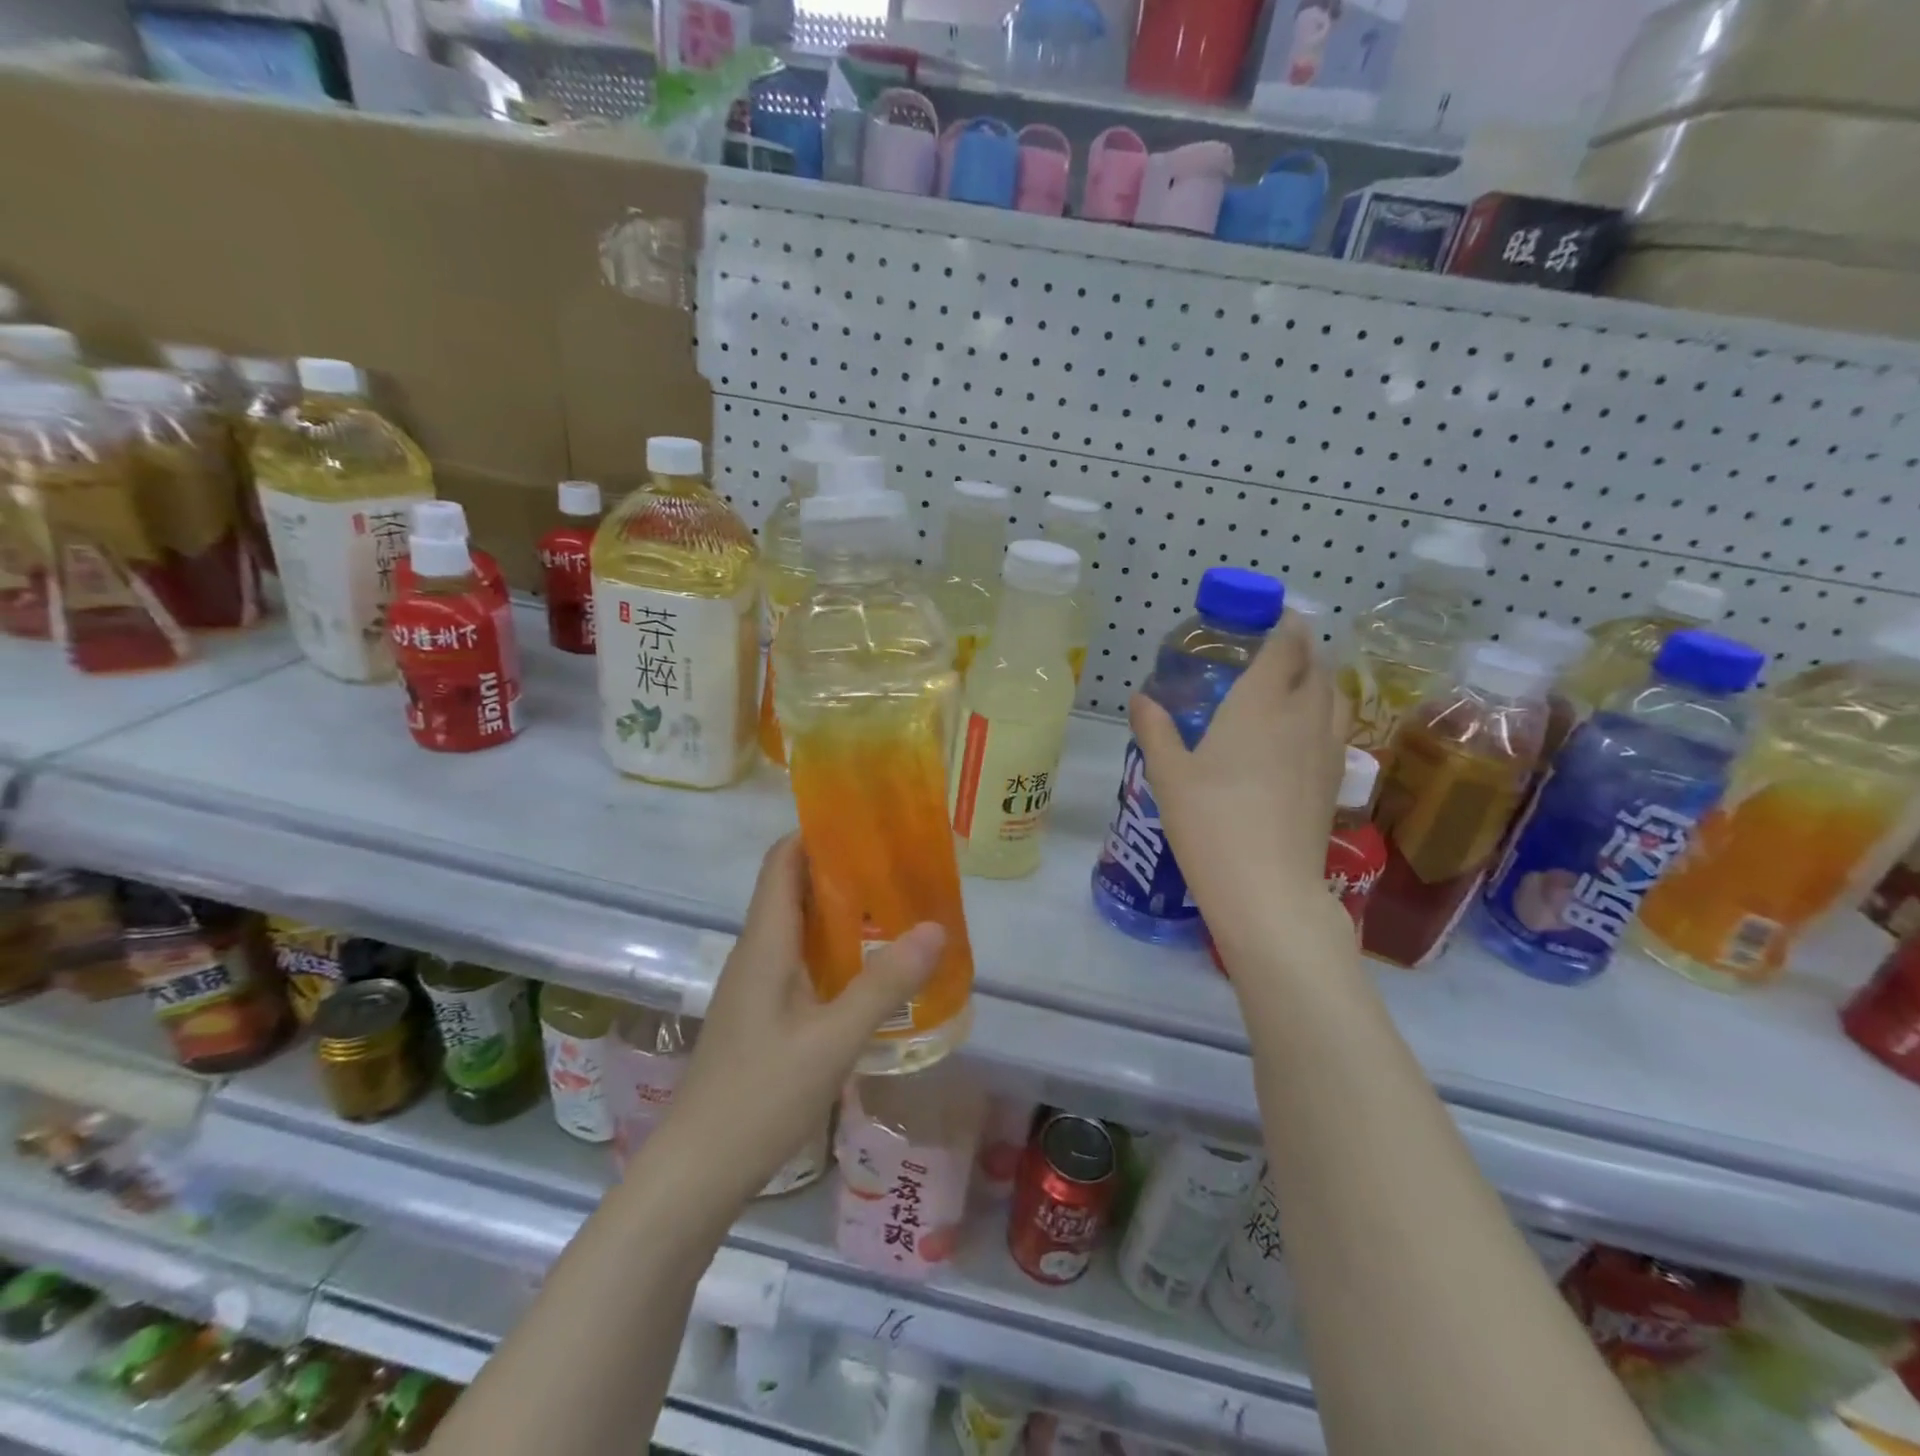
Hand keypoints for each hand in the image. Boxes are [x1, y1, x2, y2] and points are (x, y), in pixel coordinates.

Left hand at [654, 835, 943, 1209]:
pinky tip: (868, 969)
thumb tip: (935, 926)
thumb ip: (885, 983)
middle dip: (840, 868)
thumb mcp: (833, 1039)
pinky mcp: (760, 1014)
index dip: (817, 832)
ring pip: (797, 926)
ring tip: (895, 906)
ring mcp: (755, 985)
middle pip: (792, 888)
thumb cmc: (759, 1097)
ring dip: (839, 910)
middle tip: (898, 863)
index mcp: (764, 943)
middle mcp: (755, 953)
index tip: (867, 821)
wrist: (695, 1172)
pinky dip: (832, 949)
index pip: (783, 861)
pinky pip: (798, 960)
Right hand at [1130, 620, 1348, 951]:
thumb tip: (1140, 698)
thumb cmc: (1209, 821)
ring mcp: (1327, 748)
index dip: (1284, 625)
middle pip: (1317, 665)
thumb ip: (1155, 729)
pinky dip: (1325, 712)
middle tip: (1276, 649)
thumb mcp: (1168, 773)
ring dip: (1319, 678)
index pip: (1285, 646)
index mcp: (1260, 703)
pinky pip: (1338, 727)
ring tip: (1295, 683)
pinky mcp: (1336, 779)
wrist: (1266, 886)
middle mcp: (1302, 716)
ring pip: (1335, 695)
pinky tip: (1302, 732)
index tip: (1274, 616)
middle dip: (1302, 648)